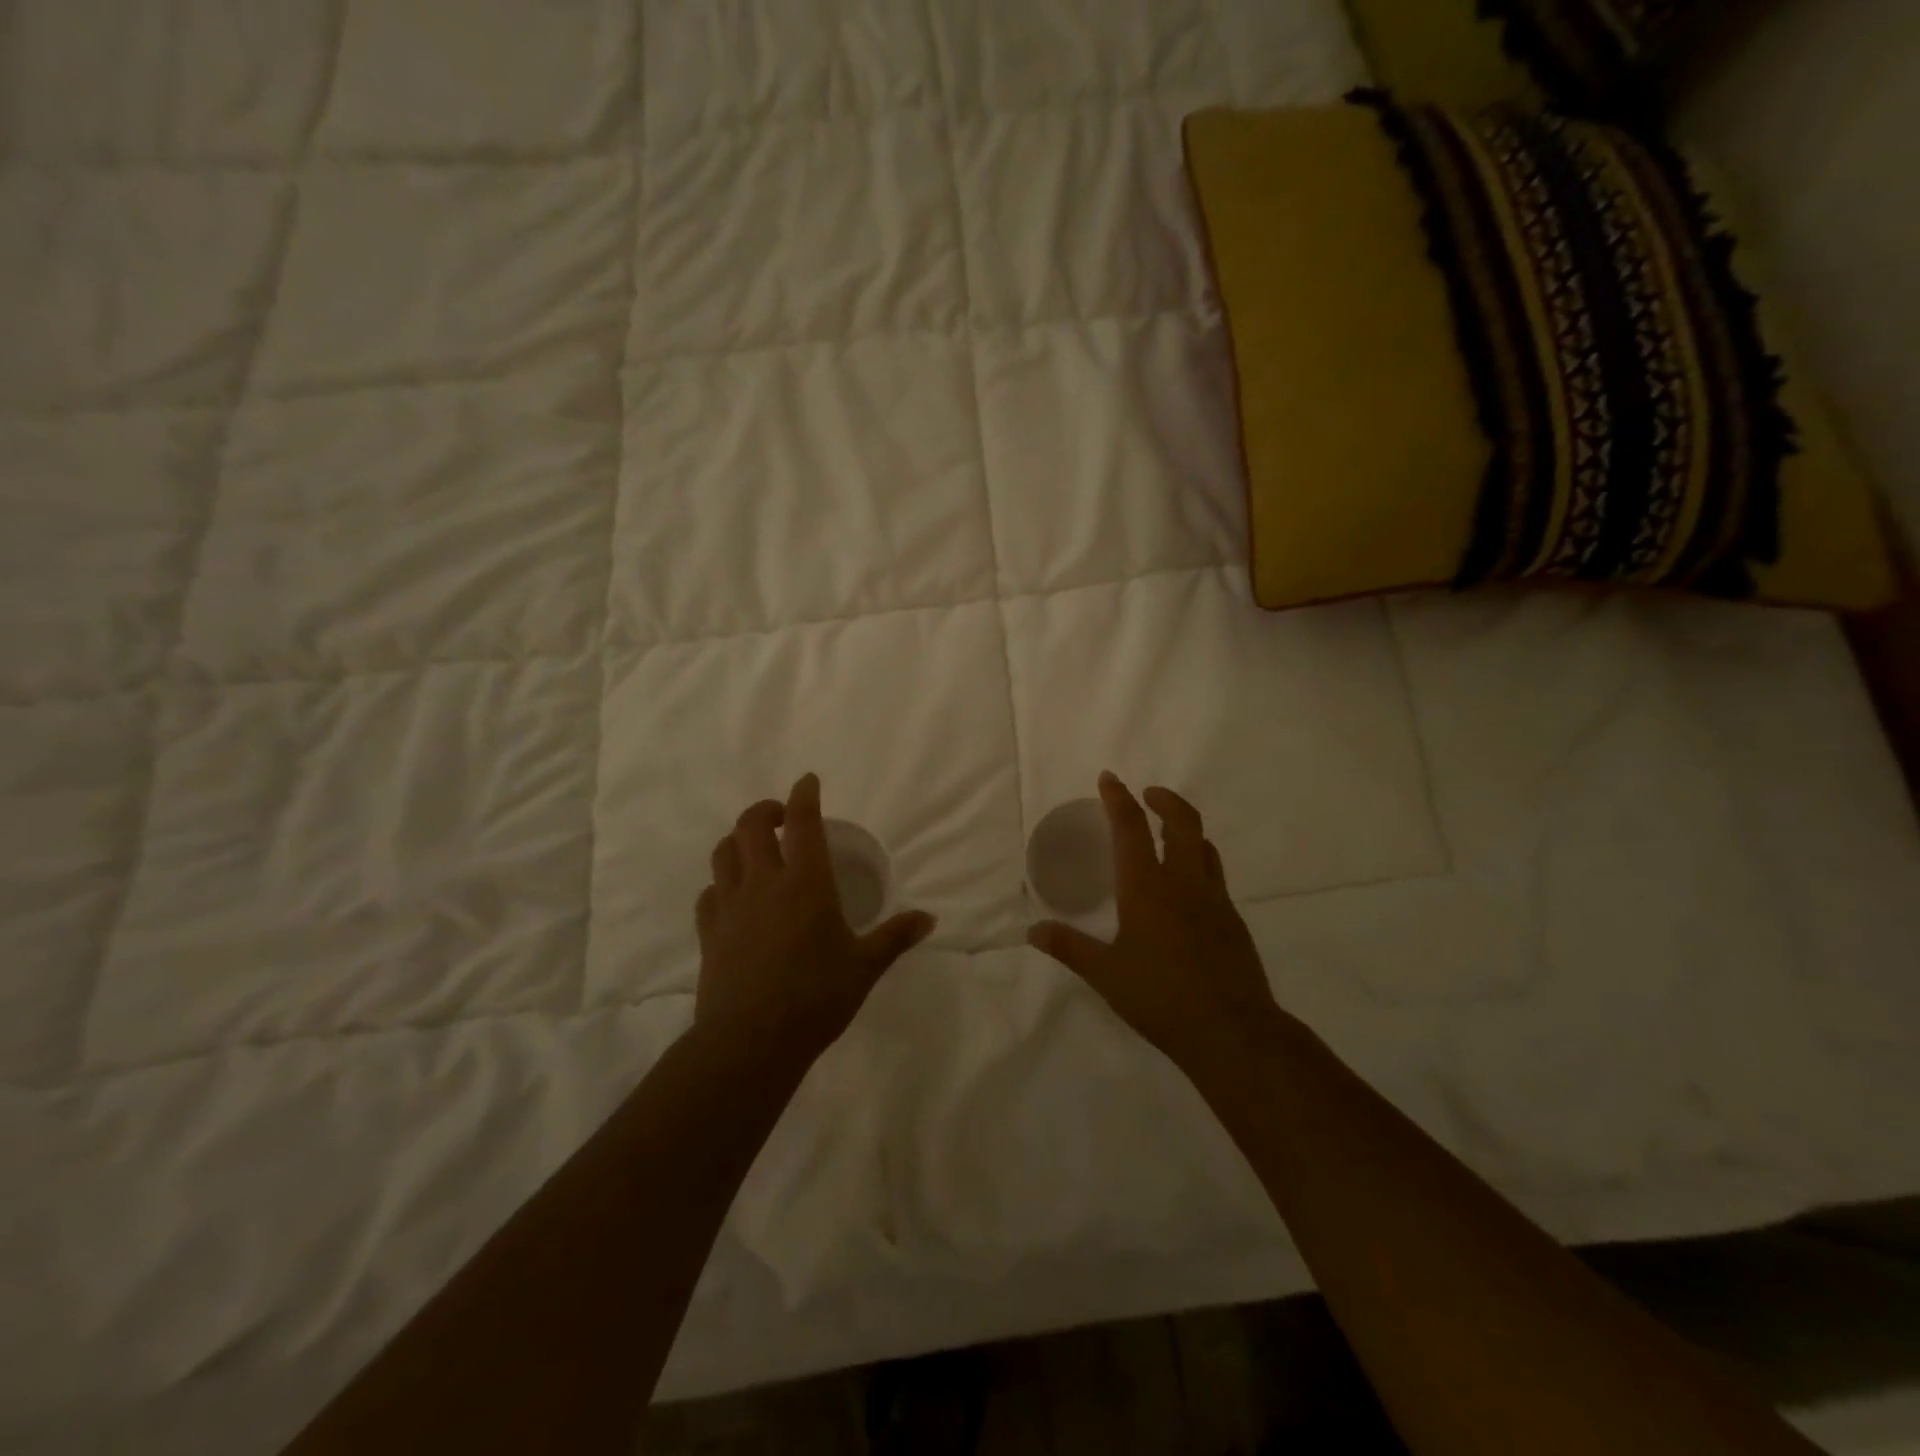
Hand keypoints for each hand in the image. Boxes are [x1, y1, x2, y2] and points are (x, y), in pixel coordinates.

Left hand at [695, 774, 936, 1063]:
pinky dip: (721, 884)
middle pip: (751, 826)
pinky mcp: (709, 932)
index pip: (803, 823)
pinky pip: (710, 893)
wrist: (751, 1041)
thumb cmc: (816, 997)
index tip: (808, 781)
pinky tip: (733, 896)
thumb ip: (895, 937)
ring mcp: (730, 906)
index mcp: (806, 883)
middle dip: (766, 809)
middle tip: (783, 817)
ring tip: (755, 848)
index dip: (804, 795)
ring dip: (739, 840)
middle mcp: (764, 883)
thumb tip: (929, 919)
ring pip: (724, 853)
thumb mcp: (865, 967)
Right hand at [1027, 773, 1278, 1068]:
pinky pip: (1215, 877)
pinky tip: (1187, 891)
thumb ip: (1069, 947)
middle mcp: (1184, 882)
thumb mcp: (1106, 974)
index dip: (1118, 798)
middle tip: (1148, 795)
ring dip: (1186, 830)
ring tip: (1169, 835)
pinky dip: (1199, 864)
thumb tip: (1033, 930)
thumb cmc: (1161, 997)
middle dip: (1165, 800)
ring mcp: (1215, 900)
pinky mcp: (1233, 921)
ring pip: (1204, 847)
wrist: (1233, 1031)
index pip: (1131, 828)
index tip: (1110, 778)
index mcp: (1147, 887)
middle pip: (1182, 822)